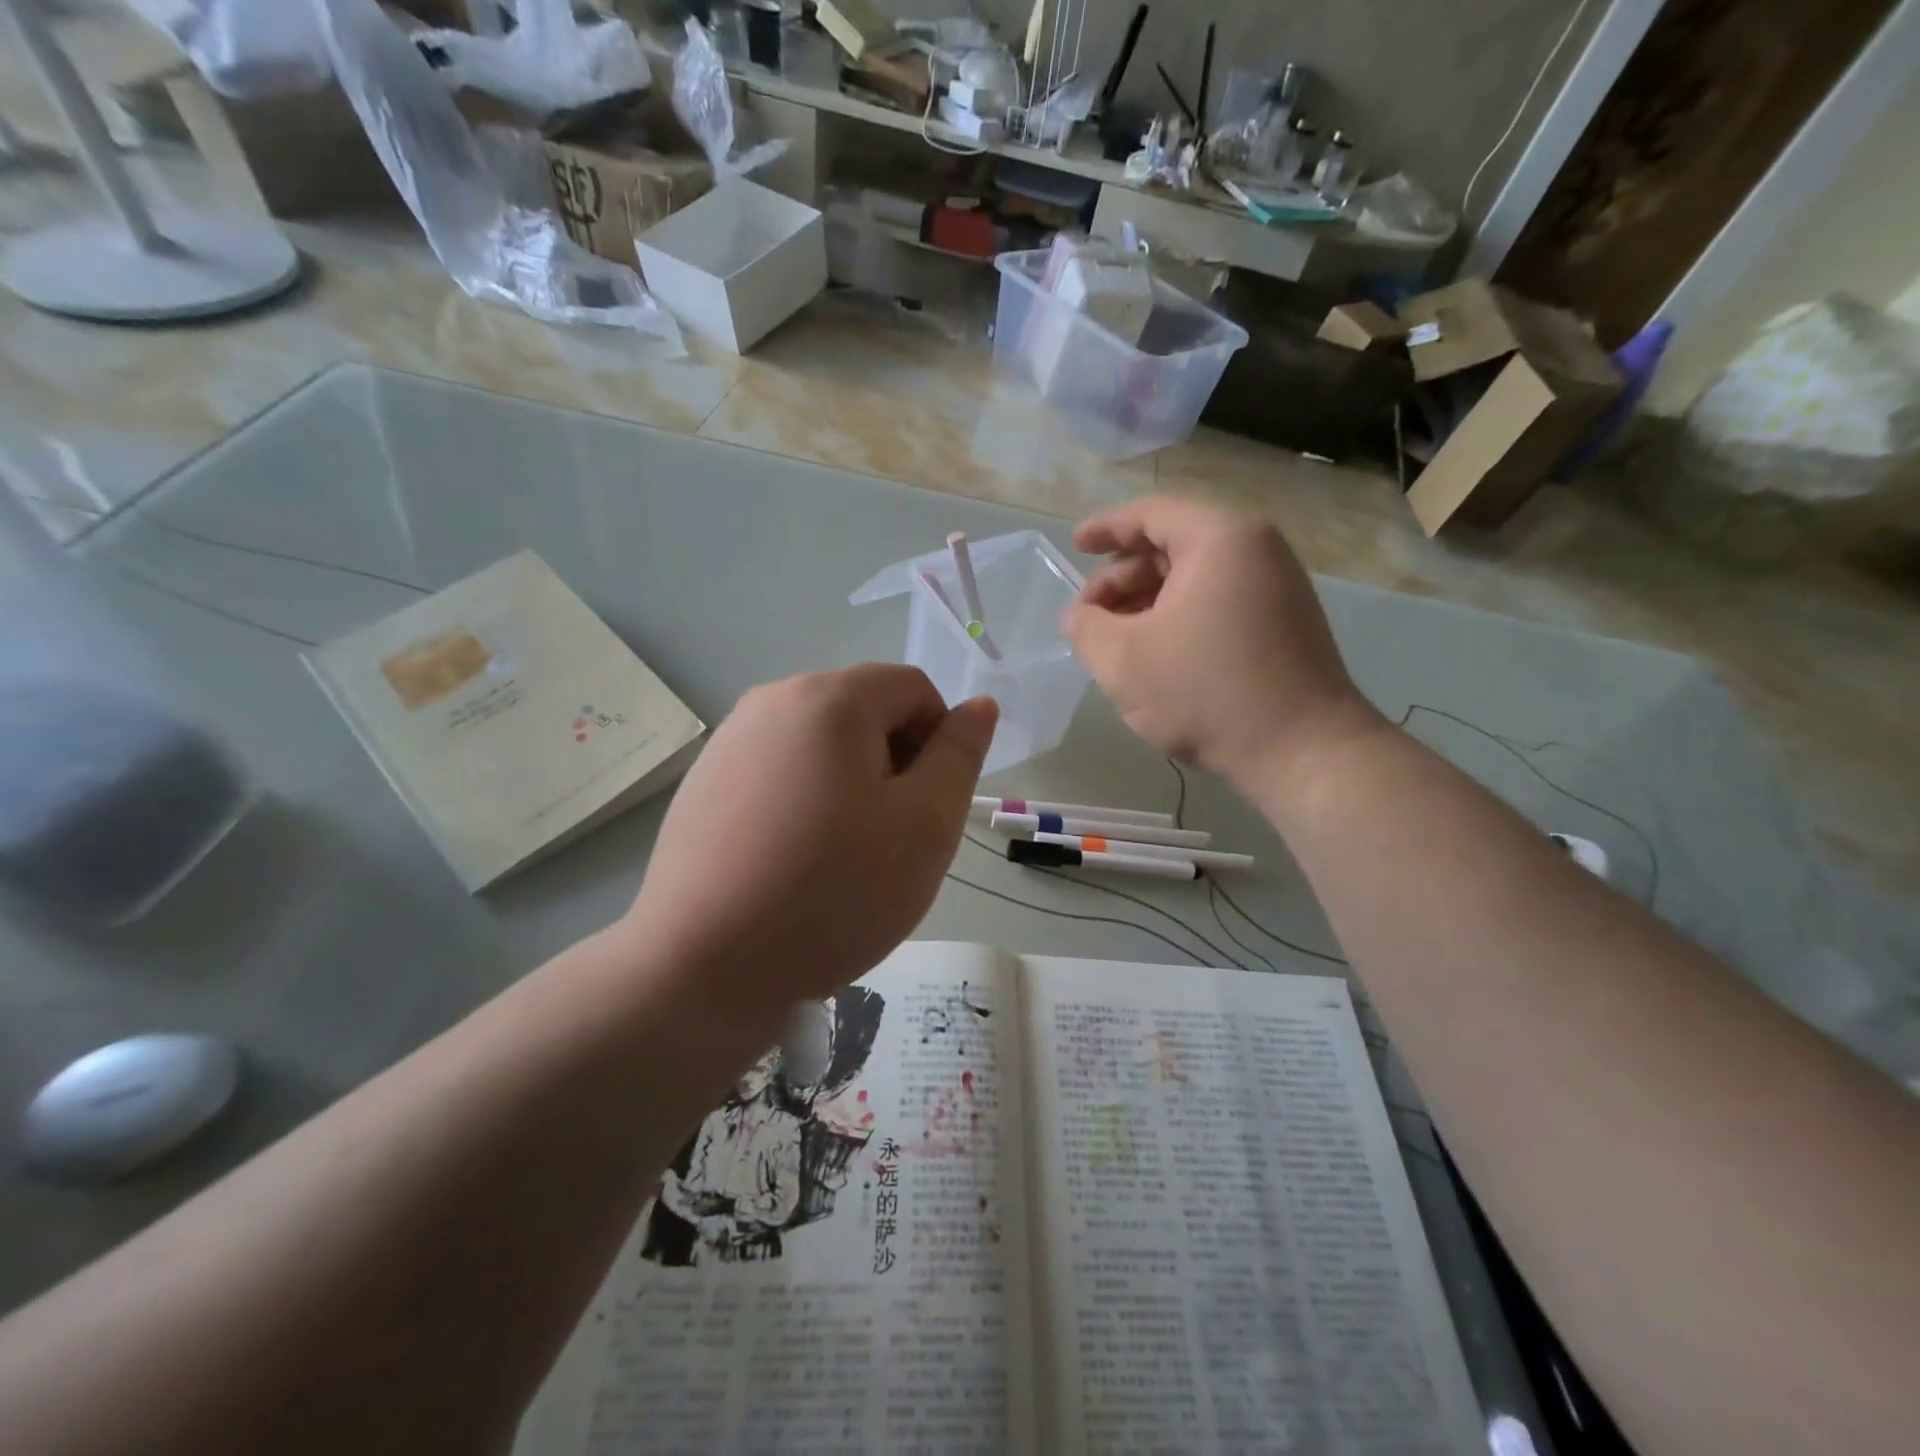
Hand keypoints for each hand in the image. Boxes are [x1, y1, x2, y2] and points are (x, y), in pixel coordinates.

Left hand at [625, 664, 996, 1012]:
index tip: (925, 808)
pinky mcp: (703, 782)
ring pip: (822, 745)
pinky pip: (779, 772)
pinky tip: (790, 862)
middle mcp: (772, 700)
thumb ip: (960, 755)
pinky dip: (804, 801)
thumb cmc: (833, 891)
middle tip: (887, 839)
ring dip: (850, 786)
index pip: (913, 688)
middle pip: (864, 712)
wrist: (702, 968)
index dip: (937, 743)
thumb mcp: (925, 825)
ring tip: (838, 856)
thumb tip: (978, 705)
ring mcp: (729, 741)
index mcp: (829, 698)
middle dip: (892, 764)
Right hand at [1064, 496, 1378, 789]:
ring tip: (1114, 641)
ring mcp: (1276, 587)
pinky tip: (1154, 654)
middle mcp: (1255, 550)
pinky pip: (1216, 602)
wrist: (1303, 752)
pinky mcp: (1283, 622)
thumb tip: (1078, 616)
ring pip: (1193, 579)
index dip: (1106, 528)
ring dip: (1145, 603)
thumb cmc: (1207, 693)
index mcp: (1220, 540)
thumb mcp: (1123, 660)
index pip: (1151, 515)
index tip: (1075, 546)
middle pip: (1171, 546)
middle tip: (1088, 616)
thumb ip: (1086, 627)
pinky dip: (1177, 618)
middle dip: (1121, 578)